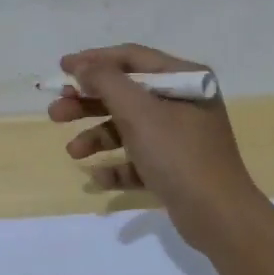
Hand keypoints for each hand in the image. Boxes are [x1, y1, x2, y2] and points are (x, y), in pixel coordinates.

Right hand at [48, 43, 265, 246]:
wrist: (217, 216)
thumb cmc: (178, 154)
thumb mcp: (139, 112)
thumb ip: (106, 82)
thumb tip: (83, 66)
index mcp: (184, 79)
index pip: (132, 58)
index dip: (94, 61)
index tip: (61, 68)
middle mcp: (184, 102)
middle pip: (126, 94)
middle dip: (88, 103)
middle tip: (56, 112)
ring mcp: (180, 137)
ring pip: (128, 128)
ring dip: (97, 136)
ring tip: (73, 152)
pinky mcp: (174, 168)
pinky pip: (138, 159)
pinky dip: (117, 165)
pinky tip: (98, 177)